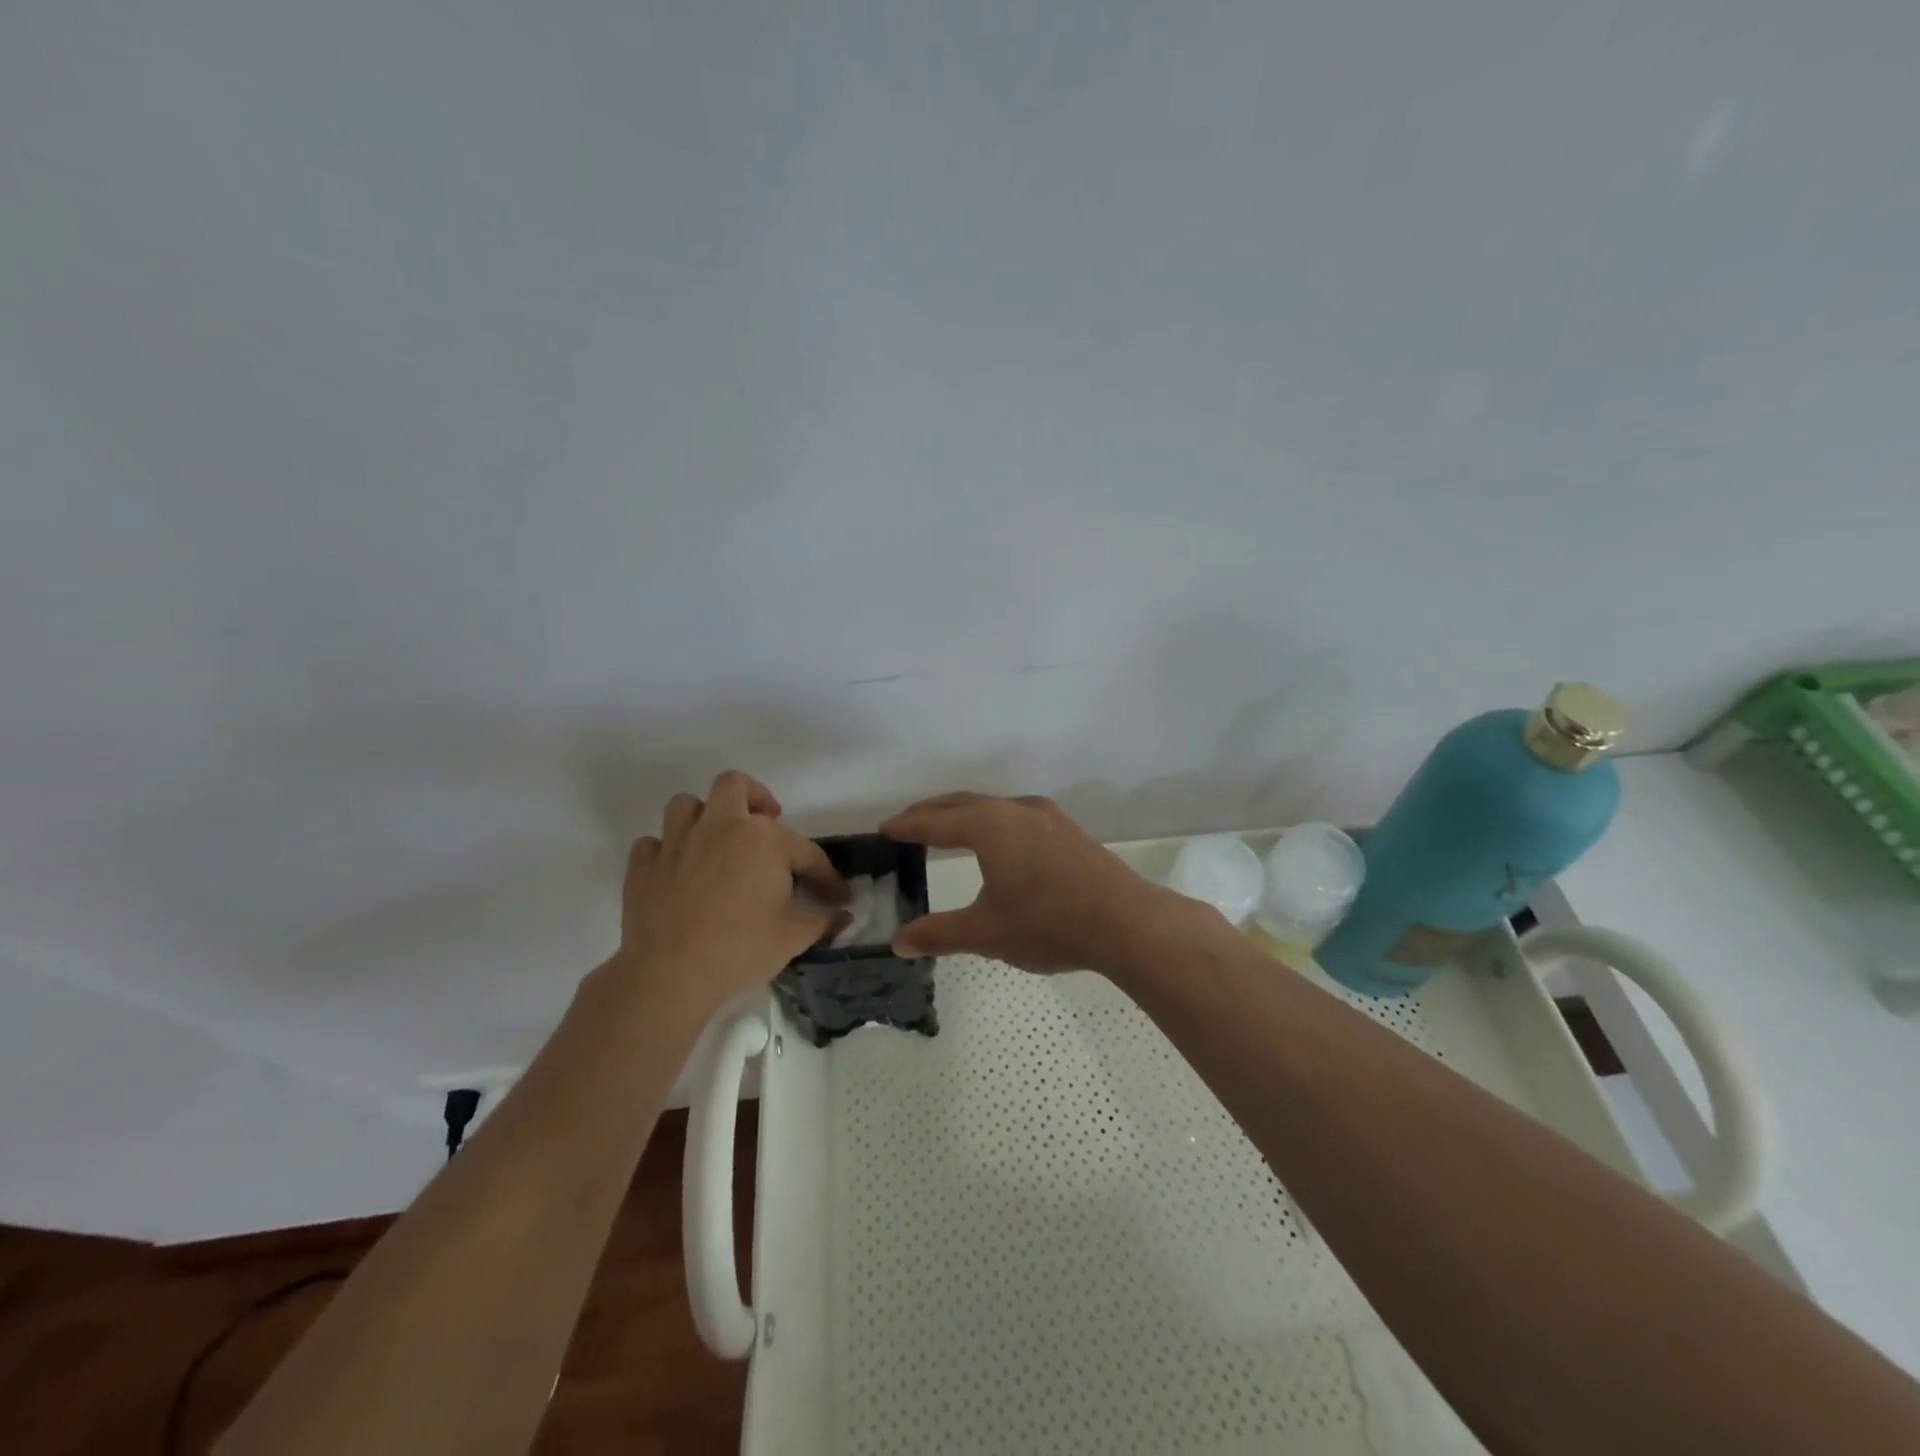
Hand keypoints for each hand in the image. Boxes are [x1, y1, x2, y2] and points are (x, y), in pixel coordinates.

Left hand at [618, 770, 846, 1015]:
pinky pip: (652, 844)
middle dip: (754, 797)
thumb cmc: (742, 947)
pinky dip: (666, 852)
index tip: (835, 898)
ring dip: (704, 817)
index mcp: (763, 838)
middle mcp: (719, 826)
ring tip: (717, 842)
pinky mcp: (643, 867)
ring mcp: (676, 843)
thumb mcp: (796, 936)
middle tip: (765, 824)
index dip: (826, 876)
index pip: (806, 852)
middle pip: (734, 786)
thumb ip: (823, 920)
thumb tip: (842, 915)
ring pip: (686, 805)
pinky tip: (678, 872)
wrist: (670, 975)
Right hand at [879, 792, 1212, 981]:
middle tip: (907, 824)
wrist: (1126, 922)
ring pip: (993, 806)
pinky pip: (1016, 815)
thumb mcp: (986, 932)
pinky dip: (992, 822)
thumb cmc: (1048, 924)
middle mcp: (1016, 810)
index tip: (884, 828)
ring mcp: (1047, 816)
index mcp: (989, 826)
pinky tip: (998, 842)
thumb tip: (898, 942)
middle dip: (932, 813)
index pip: (936, 822)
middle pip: (963, 804)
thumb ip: (939, 934)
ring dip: (964, 814)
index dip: (907, 826)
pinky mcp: (1068, 829)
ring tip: (947, 829)